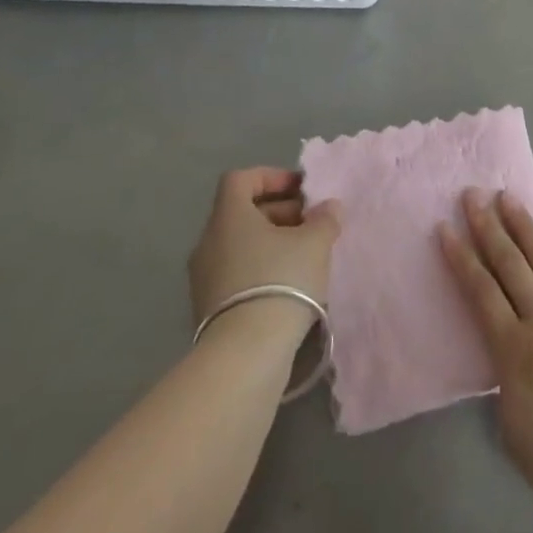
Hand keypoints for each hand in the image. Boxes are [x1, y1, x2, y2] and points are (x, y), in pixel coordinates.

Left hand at [188, 167, 340, 328]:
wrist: (245, 355)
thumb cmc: (281, 281)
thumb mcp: (315, 243)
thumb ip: (324, 219)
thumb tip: (328, 208)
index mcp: (229, 216)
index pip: (241, 179)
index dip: (271, 177)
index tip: (300, 190)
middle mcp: (209, 241)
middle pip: (242, 212)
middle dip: (279, 212)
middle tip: (310, 223)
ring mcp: (204, 278)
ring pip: (240, 245)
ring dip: (271, 242)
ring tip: (304, 256)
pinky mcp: (208, 309)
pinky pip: (236, 273)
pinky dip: (260, 269)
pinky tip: (288, 285)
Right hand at [439, 189, 532, 522]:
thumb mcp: (511, 419)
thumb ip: (506, 372)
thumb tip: (511, 345)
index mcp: (514, 350)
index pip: (480, 290)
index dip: (461, 257)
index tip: (446, 227)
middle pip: (510, 263)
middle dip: (488, 226)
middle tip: (473, 195)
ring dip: (524, 227)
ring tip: (508, 199)